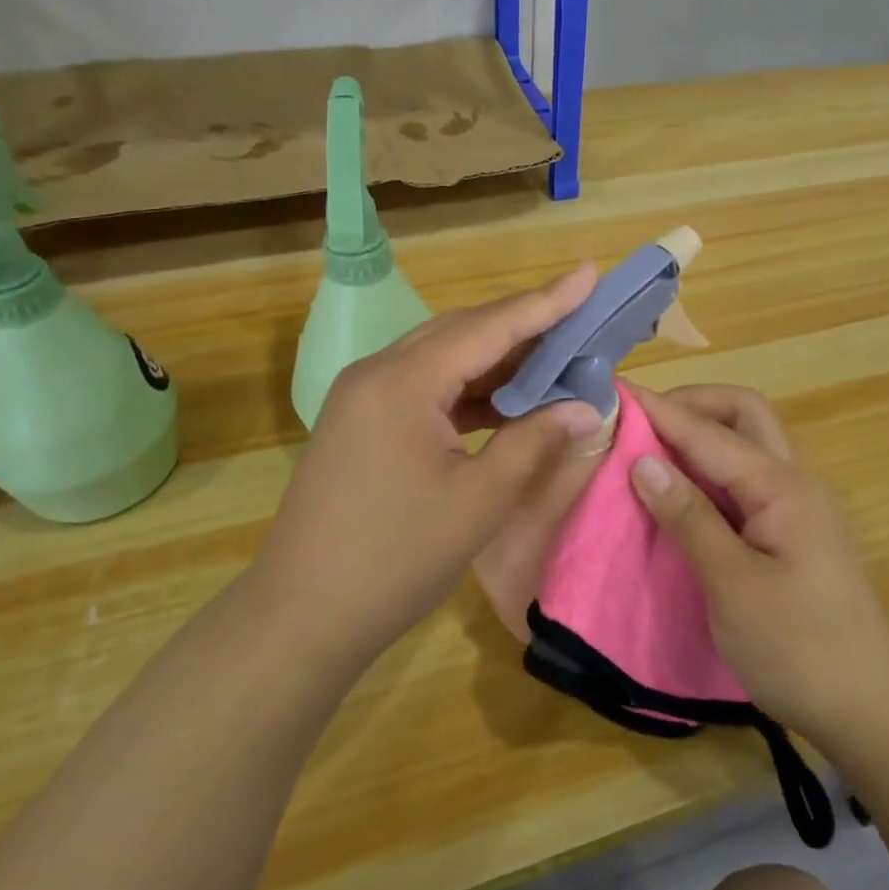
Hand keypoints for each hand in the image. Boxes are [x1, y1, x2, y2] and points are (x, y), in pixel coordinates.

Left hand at [249, 266, 606, 676]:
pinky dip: (469, 387)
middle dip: (524, 324)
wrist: (299, 616)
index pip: (489, 327)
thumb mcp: (479, 501)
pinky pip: (425, 385)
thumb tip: (588, 408)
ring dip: (498, 357)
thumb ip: (535, 442)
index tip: (588, 272)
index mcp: (404, 381)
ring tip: (555, 355)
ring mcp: (364, 395)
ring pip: (443, 356)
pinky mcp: (361, 420)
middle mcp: (378, 372)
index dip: (546, 301)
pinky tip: (505, 400)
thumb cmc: (395, 559)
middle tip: (580, 316)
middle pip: (463, 331)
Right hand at [628, 384, 888, 757]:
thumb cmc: (799, 649)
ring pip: (747, 440)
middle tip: (641, 421)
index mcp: (781, 485)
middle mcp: (793, 479)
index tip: (614, 393)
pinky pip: (746, 475)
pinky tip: (682, 488)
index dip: (659, 410)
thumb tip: (642, 461)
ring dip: (702, 432)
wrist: (870, 710)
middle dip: (691, 404)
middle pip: (742, 413)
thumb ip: (689, 518)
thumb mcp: (733, 586)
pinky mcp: (792, 528)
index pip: (708, 431)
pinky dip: (710, 466)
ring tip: (652, 448)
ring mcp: (797, 502)